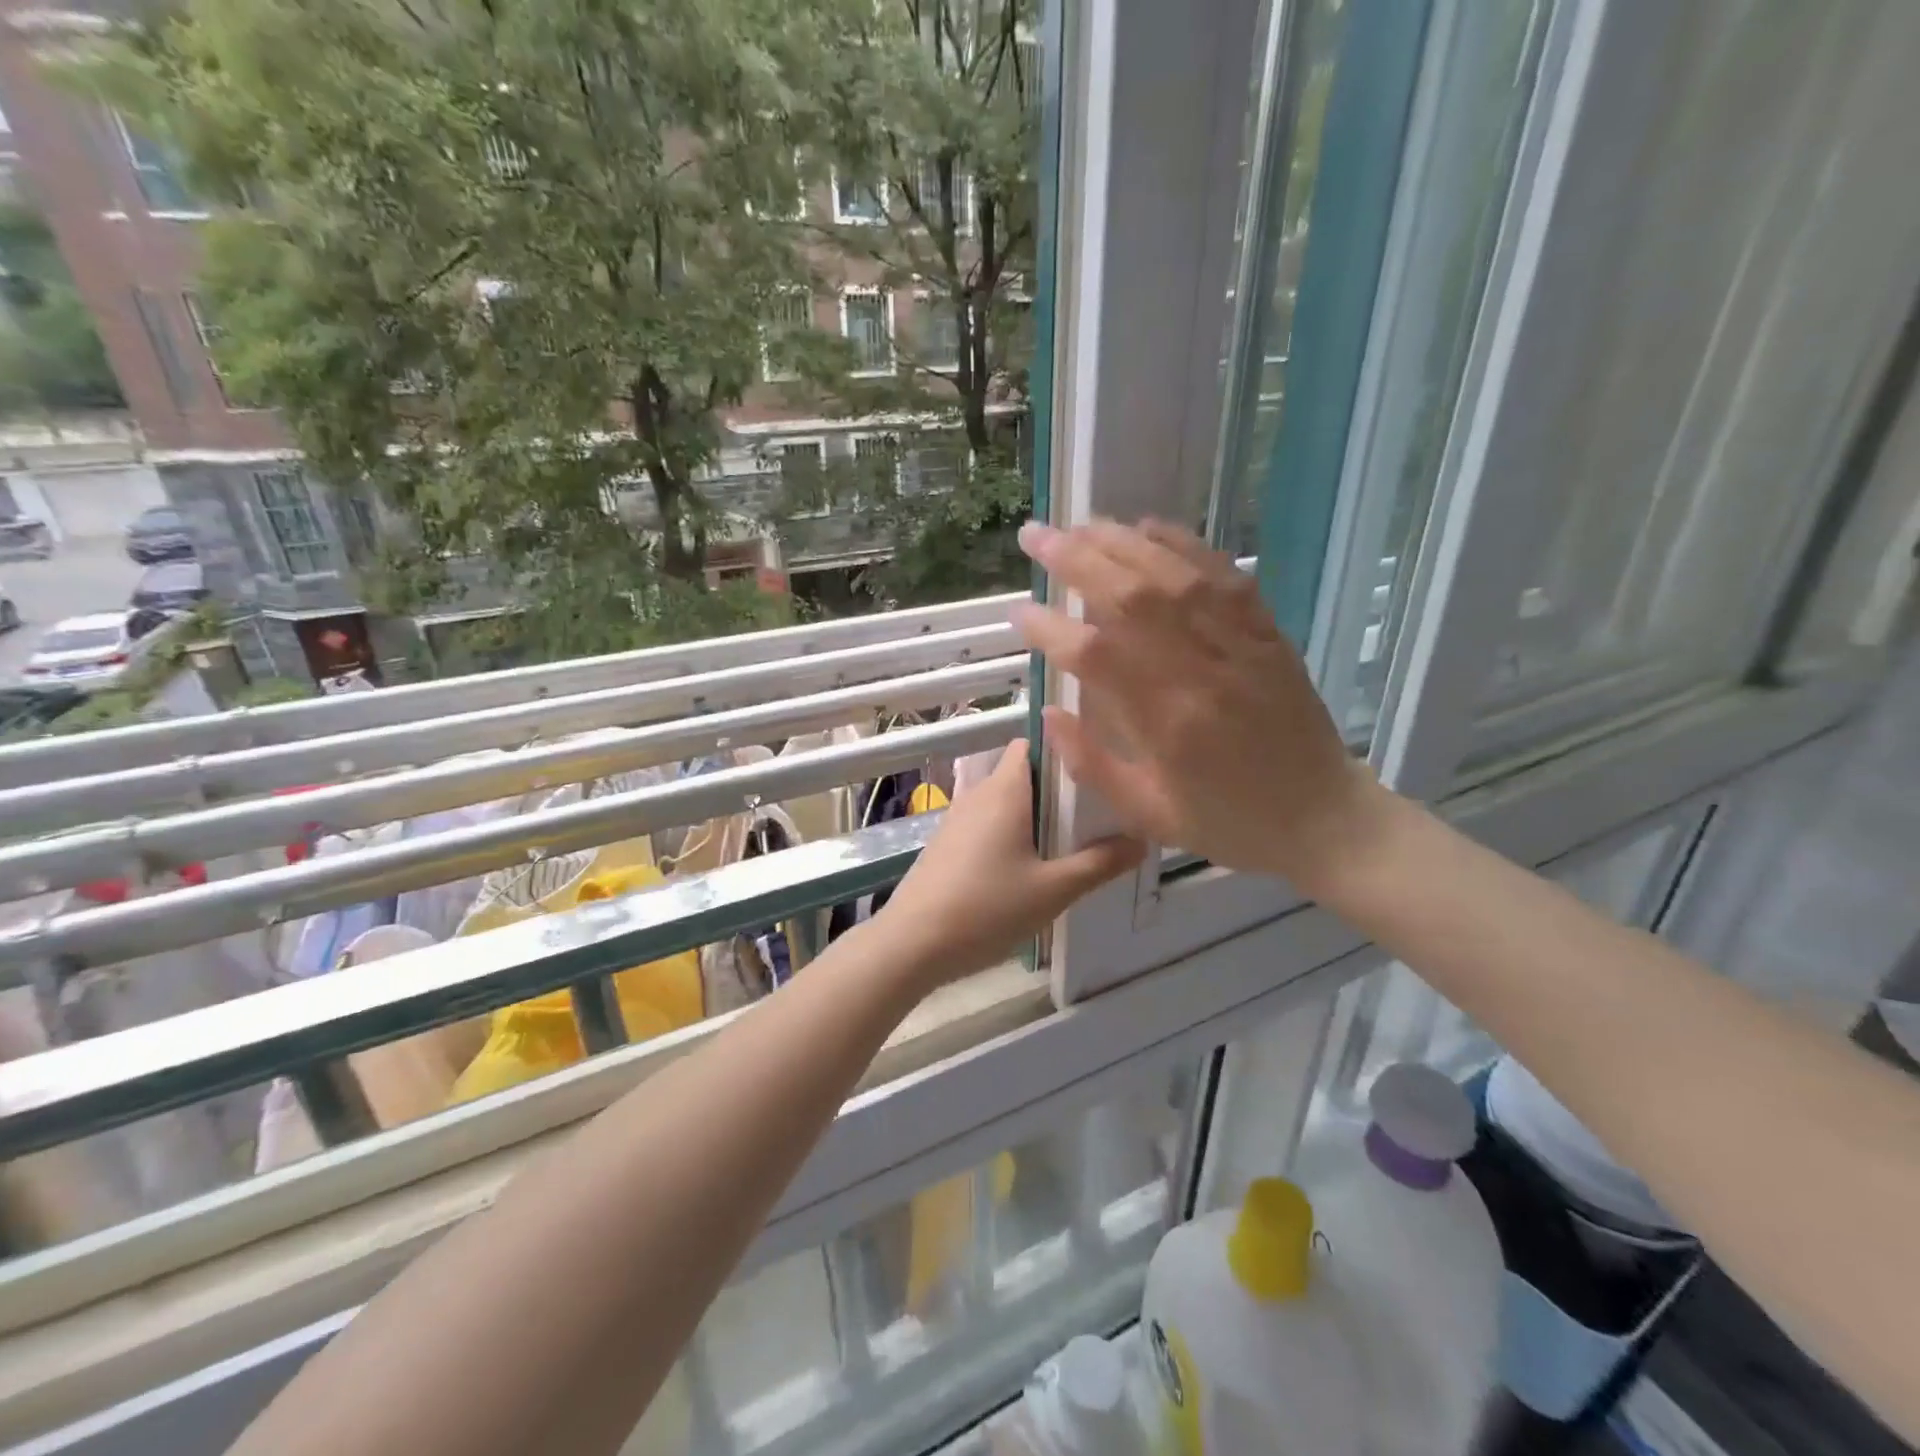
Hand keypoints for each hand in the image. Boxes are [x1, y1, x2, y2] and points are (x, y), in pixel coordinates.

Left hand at [875, 740, 1143, 987]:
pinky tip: (1030, 869)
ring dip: (1035, 817)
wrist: (911, 944)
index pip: (1033, 743)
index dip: (1064, 749)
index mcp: (1005, 790)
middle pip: (1024, 775)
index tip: (1098, 768)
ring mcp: (958, 819)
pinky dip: (1012, 835)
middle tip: (1097, 814)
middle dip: (1058, 791)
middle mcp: (979, 794)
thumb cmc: (986, 908)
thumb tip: (1141, 841)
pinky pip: (988, 825)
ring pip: (1006, 803)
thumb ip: (1099, 863)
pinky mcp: (947, 844)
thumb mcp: (1053, 890)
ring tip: (1072, 844)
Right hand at [1011, 519, 1395, 891]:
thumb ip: (1091, 764)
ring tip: (1079, 525)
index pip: (1094, 657)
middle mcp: (1201, 671)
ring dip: (1120, 543)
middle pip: (1131, 598)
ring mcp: (1239, 645)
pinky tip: (1148, 528)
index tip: (1018, 612)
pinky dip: (1182, 544)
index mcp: (1168, 723)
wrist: (1323, 818)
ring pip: (1173, 575)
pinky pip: (1223, 574)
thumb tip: (1048, 714)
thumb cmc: (1228, 822)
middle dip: (1075, 560)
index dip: (1049, 629)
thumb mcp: (1148, 815)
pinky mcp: (1266, 631)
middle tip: (1034, 537)